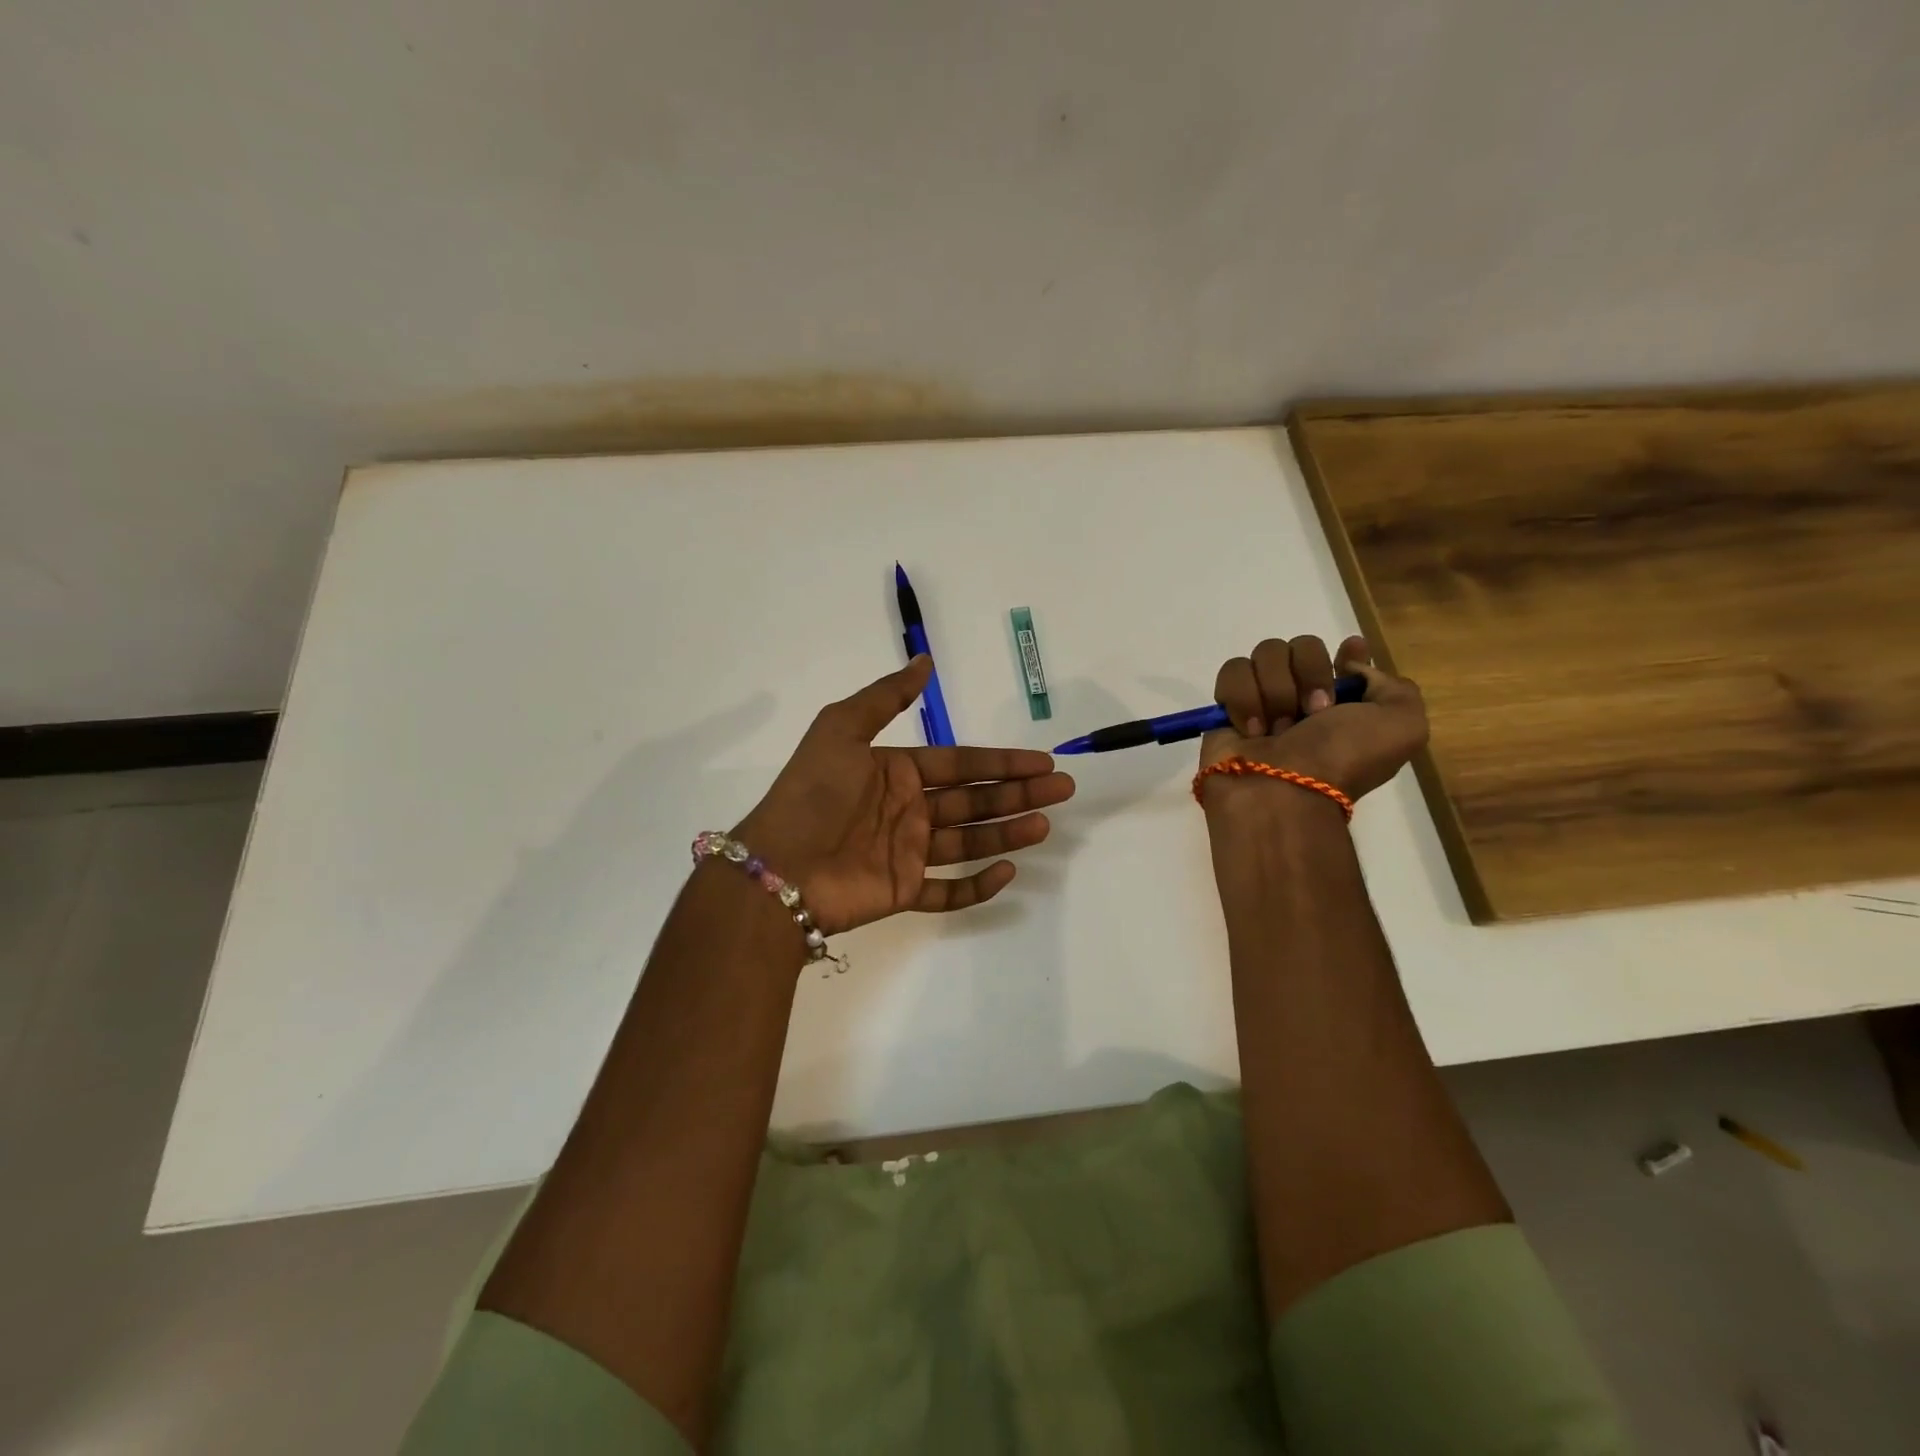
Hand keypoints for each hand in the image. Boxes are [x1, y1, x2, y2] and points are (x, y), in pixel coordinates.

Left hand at [732, 656, 1075, 934]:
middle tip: (1062, 790)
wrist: (778, 867)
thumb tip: (924, 659)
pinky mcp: (902, 891)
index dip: (1002, 762)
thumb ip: (886, 696)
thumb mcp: (841, 729)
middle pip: (973, 800)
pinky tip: (1007, 871)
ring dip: (1007, 832)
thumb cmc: (813, 794)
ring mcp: (906, 852)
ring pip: (968, 841)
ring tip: (1044, 824)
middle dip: (1018, 794)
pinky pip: (947, 891)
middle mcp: (907, 809)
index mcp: (896, 770)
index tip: (1042, 761)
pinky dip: (976, 885)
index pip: (961, 763)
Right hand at [1198, 634, 1426, 809]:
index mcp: (1347, 705)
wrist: (1283, 790)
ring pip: (1265, 654)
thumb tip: (1347, 669)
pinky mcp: (1226, 706)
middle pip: (1302, 645)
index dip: (1347, 652)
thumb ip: (1394, 686)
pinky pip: (1232, 672)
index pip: (1345, 660)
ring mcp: (1263, 700)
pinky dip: (1243, 699)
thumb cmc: (1342, 758)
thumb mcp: (1403, 726)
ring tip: (1277, 729)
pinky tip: (1250, 729)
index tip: (1349, 650)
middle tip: (1313, 711)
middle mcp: (1304, 699)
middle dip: (1309, 673)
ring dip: (1276, 691)